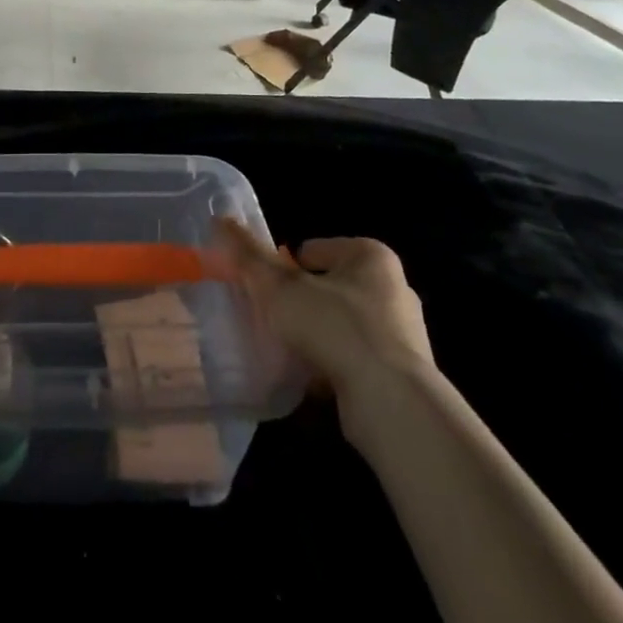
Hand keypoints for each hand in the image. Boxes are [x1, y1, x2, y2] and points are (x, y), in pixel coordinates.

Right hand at [216, 220, 434, 442]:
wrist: (391, 403)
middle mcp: (393, 288)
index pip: (314, 249)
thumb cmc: (336, 327)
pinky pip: (355, 359)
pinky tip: (310, 378)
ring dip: (316, 335)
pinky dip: (333, 365)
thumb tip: (220, 219)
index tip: (265, 290)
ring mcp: (402, 334)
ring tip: (287, 350)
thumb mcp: (280, 286)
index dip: (284, 267)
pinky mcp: (402, 374)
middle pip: (328, 286)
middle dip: (300, 301)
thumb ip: (250, 255)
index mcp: (371, 257)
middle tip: (272, 317)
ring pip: (341, 324)